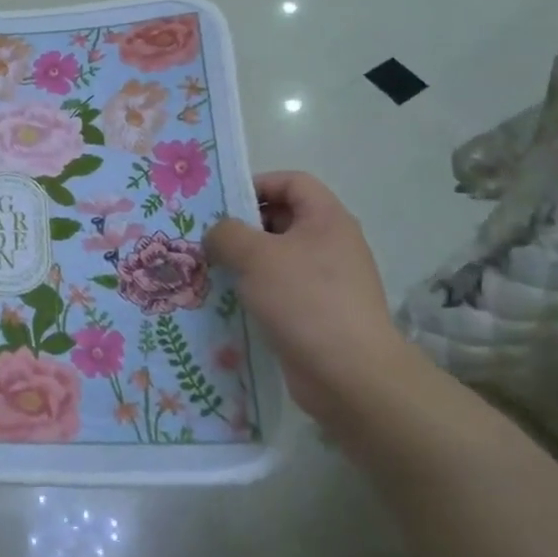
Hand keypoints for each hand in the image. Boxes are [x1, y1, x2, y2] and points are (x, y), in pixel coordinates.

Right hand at [204, 171, 422, 428]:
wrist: (349, 374)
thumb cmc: (304, 299)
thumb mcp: (255, 255)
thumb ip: (227, 234)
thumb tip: (217, 235)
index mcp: (326, 219)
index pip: (292, 181)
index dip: (256, 185)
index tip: (222, 205)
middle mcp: (332, 244)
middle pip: (283, 219)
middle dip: (243, 226)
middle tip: (208, 240)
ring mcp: (328, 281)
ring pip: (278, 258)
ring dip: (245, 262)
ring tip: (211, 271)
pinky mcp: (319, 313)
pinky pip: (281, 290)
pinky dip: (256, 291)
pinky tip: (230, 302)